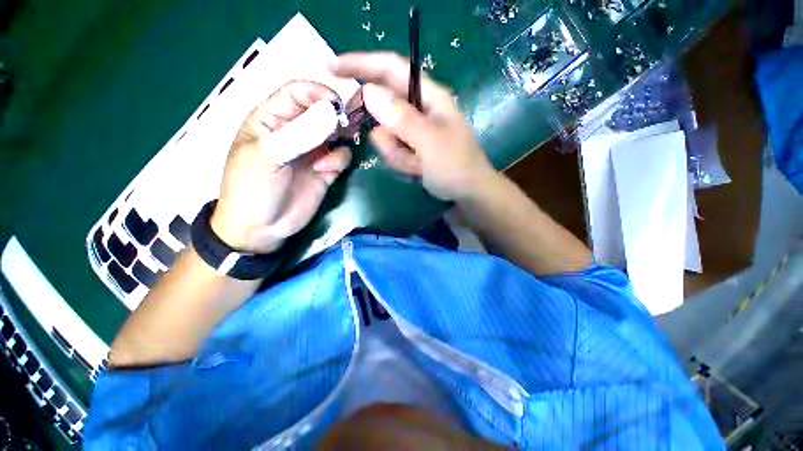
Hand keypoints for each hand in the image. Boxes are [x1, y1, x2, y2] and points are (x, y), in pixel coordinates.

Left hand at [210, 81, 351, 253]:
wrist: (262, 229)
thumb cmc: (252, 189)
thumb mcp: (267, 157)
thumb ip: (299, 134)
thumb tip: (332, 114)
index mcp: (272, 119)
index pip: (297, 93)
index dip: (317, 93)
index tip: (337, 106)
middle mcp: (296, 132)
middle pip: (322, 112)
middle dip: (336, 118)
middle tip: (345, 129)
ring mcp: (312, 152)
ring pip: (336, 135)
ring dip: (340, 141)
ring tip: (331, 155)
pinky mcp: (325, 171)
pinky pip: (340, 157)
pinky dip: (339, 161)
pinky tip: (328, 172)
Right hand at [331, 52, 497, 200]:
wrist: (468, 194)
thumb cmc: (456, 167)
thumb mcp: (430, 143)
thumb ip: (401, 119)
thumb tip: (369, 92)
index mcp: (429, 96)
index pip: (391, 68)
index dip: (362, 63)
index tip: (332, 66)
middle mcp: (419, 109)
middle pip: (384, 109)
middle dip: (388, 134)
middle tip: (404, 151)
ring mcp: (414, 130)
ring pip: (386, 135)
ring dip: (397, 154)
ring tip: (417, 165)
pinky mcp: (411, 146)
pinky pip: (392, 150)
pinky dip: (401, 162)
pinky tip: (416, 170)